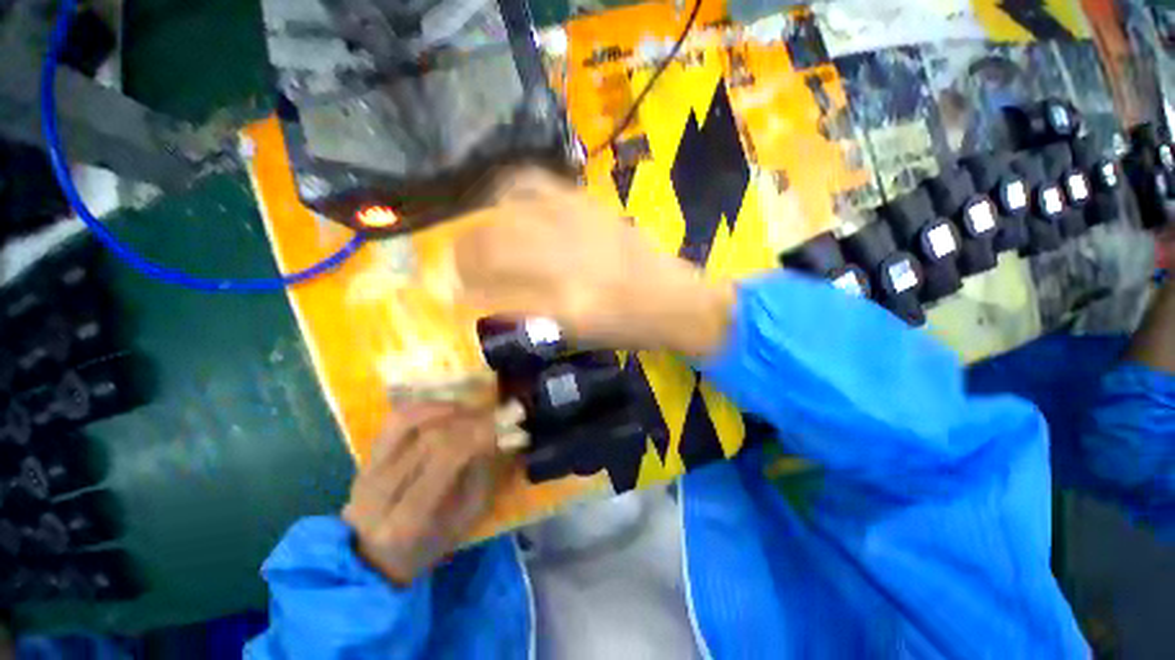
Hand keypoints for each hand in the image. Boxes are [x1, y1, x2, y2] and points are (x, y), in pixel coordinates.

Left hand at [342, 404, 509, 586]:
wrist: (374, 555)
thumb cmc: (431, 542)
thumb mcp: (466, 518)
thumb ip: (484, 475)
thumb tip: (504, 433)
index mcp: (409, 519)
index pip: (447, 458)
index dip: (480, 433)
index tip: (507, 420)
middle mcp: (382, 491)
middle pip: (430, 436)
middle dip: (470, 418)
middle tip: (496, 413)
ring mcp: (368, 470)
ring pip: (409, 421)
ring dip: (447, 408)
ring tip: (472, 410)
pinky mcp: (366, 456)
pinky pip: (395, 419)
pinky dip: (425, 406)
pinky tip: (447, 408)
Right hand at [454, 168, 734, 357]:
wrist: (673, 299)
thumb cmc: (627, 328)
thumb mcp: (576, 333)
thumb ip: (528, 311)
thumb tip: (485, 295)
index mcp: (565, 302)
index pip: (493, 290)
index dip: (464, 291)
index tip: (452, 295)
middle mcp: (566, 258)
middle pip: (491, 245)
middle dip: (462, 257)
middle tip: (456, 269)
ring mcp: (577, 223)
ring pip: (506, 213)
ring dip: (478, 227)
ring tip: (473, 240)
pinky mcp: (587, 203)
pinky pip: (535, 184)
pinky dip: (508, 192)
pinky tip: (503, 205)